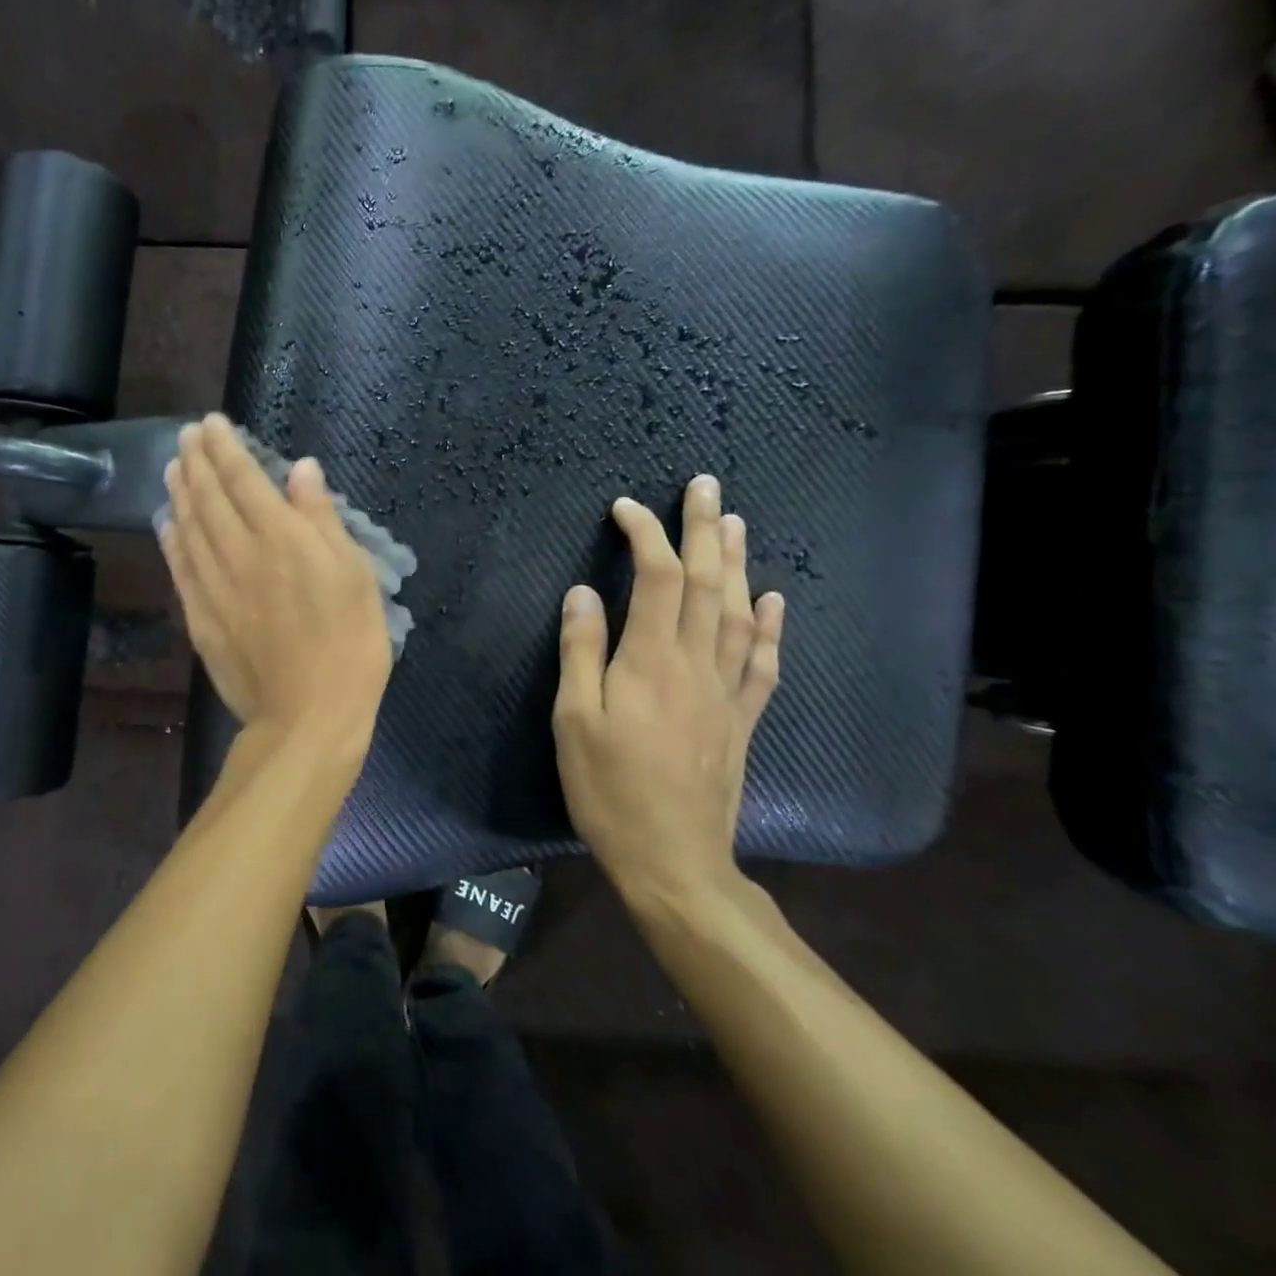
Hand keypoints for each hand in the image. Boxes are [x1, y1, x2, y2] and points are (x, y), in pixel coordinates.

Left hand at [159, 414, 392, 744]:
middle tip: (186, 436)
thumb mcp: (355, 575)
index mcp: (282, 538)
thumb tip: (302, 469)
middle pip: (209, 496)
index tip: (211, 424)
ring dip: (179, 492)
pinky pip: (180, 569)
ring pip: (189, 527)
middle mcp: (240, 553)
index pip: (244, 479)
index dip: (226, 448)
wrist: (308, 716)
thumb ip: (322, 519)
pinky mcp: (201, 619)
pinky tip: (167, 524)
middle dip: (196, 461)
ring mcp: (214, 587)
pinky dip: (171, 540)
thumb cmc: (349, 644)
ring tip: (172, 467)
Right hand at [552, 475, 784, 921]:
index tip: (625, 508)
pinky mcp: (741, 719)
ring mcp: (727, 692)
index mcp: (651, 662)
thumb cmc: (610, 790)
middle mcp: (697, 665)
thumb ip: (580, 653)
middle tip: (705, 485)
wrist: (674, 861)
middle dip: (704, 529)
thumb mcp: (575, 722)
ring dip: (737, 563)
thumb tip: (583, 592)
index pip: (656, 579)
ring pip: (739, 613)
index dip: (645, 535)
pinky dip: (770, 627)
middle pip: (706, 583)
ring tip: (736, 523)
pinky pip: (763, 663)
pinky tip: (773, 600)